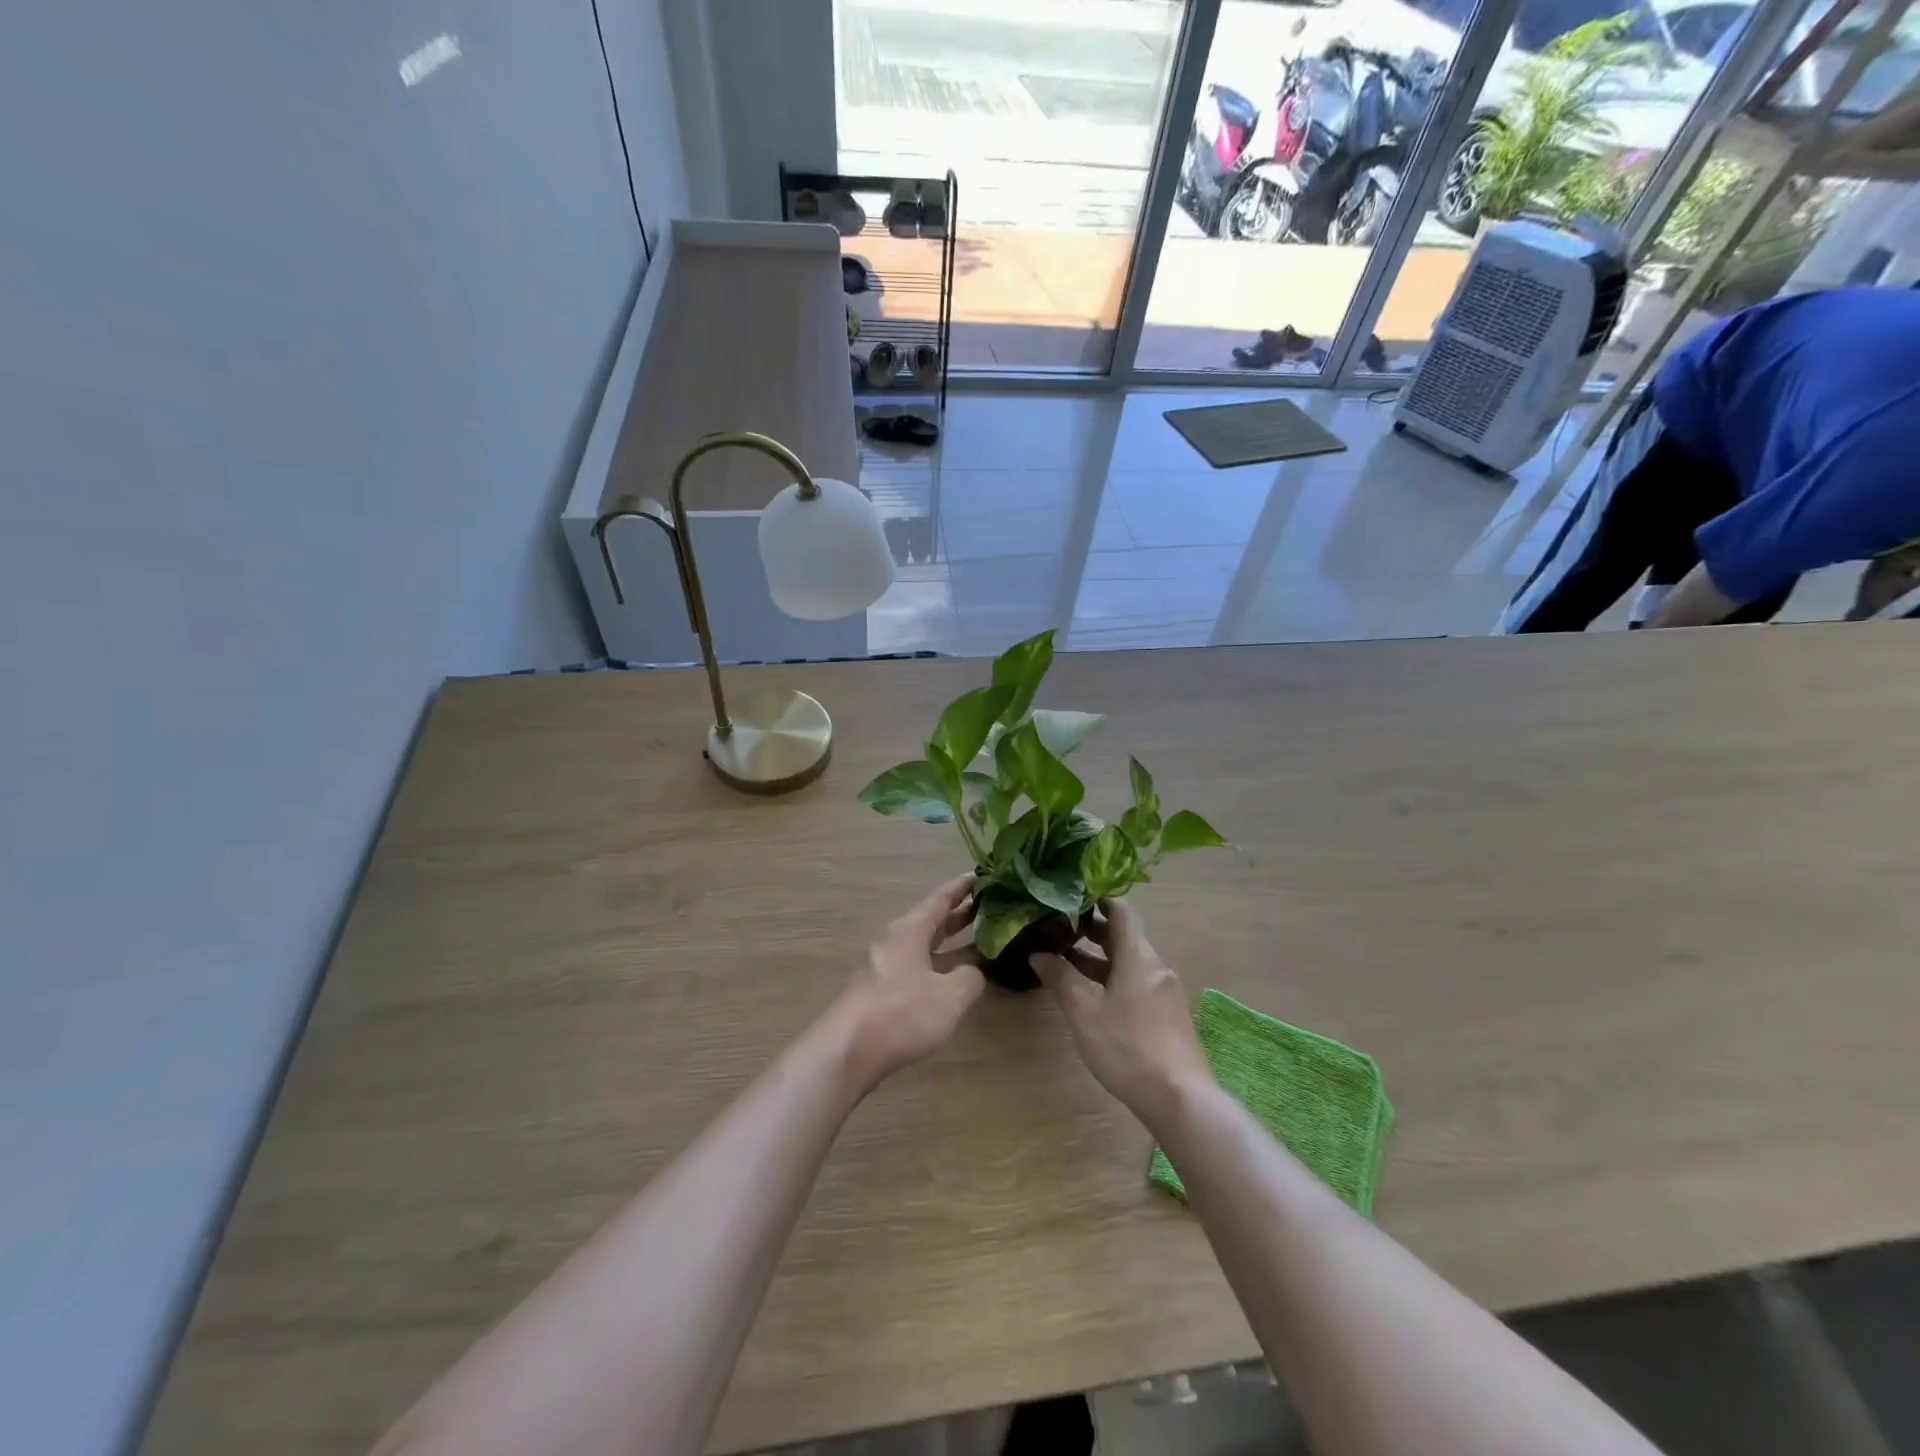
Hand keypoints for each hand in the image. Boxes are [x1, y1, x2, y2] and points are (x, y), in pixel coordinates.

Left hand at [829, 874, 986, 1092]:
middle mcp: (896, 941)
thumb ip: (971, 978)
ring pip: (925, 948)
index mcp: (910, 930)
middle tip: (992, 908)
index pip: (941, 899)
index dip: (963, 887)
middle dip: (960, 915)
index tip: (984, 875)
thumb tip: (975, 971)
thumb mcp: (950, 996)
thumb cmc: (901, 1013)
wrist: (846, 1052)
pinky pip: (917, 969)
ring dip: (952, 945)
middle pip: (932, 921)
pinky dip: (939, 968)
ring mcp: (885, 967)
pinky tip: (955, 982)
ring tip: (982, 943)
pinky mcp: (881, 993)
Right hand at [1031, 900, 1213, 1126]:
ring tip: (1064, 960)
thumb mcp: (1085, 1012)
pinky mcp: (1165, 1017)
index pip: (1121, 912)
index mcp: (1139, 956)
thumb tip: (1038, 953)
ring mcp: (1163, 993)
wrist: (1181, 1099)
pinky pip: (1135, 984)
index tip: (1071, 894)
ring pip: (1128, 963)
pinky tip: (1089, 996)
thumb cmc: (1129, 1047)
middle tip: (1057, 927)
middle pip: (1124, 937)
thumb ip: (1061, 979)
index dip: (1098, 899)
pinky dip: (1110, 979)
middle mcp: (1155, 967)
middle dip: (1091, 930)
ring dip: (1098, 959)